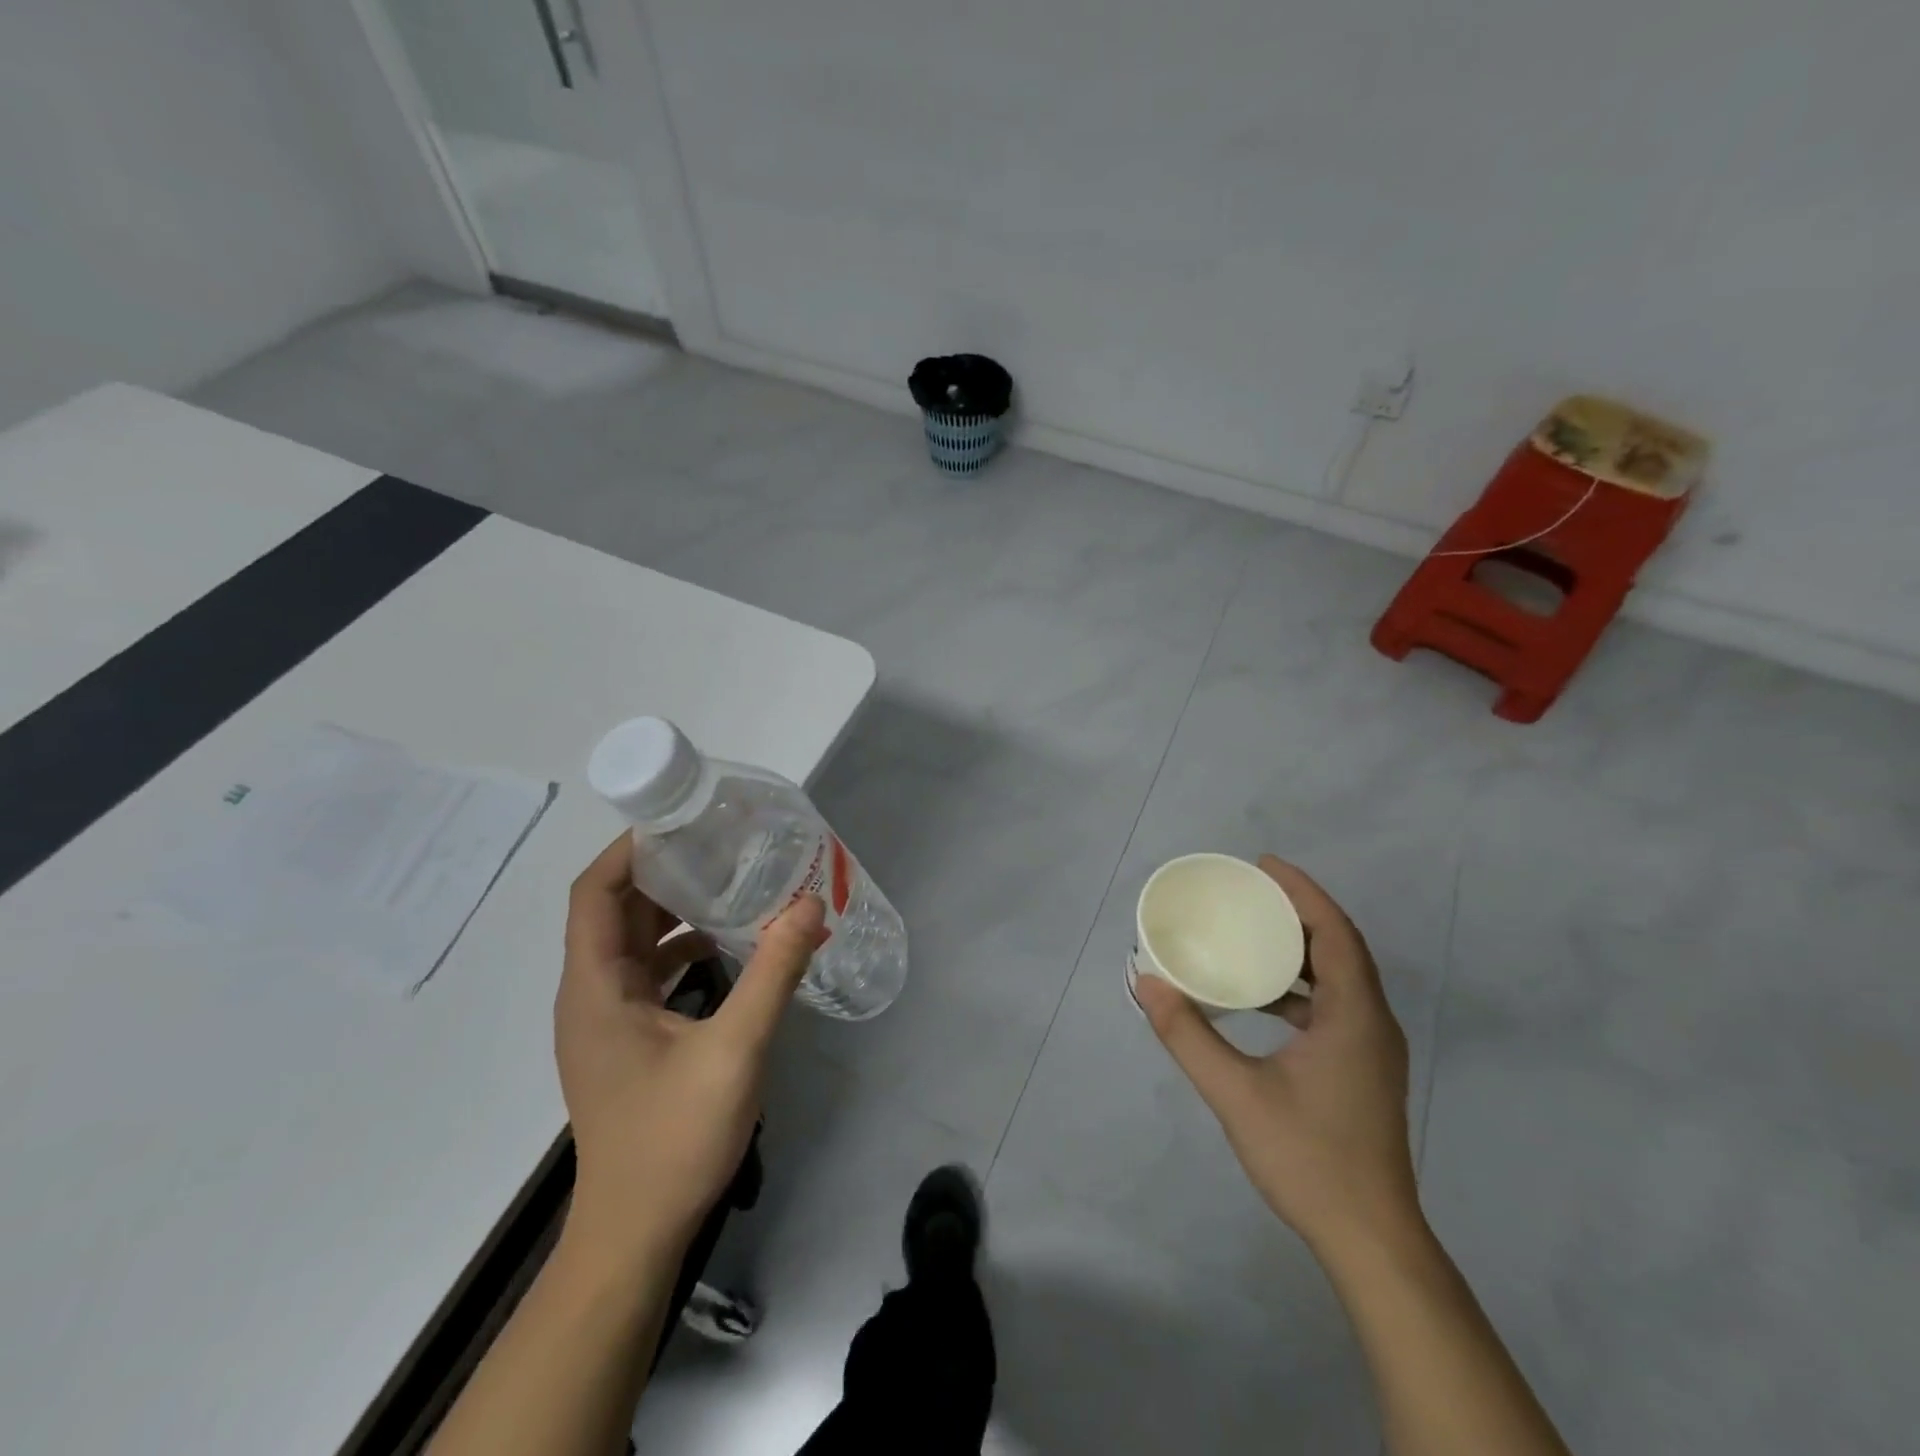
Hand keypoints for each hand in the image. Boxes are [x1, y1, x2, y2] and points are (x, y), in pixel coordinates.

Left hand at [554, 833, 823, 1268]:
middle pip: (614, 911)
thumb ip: (773, 972)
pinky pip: (647, 973)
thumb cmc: (673, 1140)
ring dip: (674, 910)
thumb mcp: (735, 1050)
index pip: (593, 894)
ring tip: (729, 882)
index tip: (681, 822)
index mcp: (595, 987)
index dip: (628, 850)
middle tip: (719, 843)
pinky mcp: (625, 1040)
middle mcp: (589, 995)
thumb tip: (809, 905)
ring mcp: (605, 1020)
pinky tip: (728, 947)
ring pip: (632, 943)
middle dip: (661, 872)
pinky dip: (681, 949)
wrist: (634, 1235)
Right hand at [1134, 855, 1419, 1257]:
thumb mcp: (1236, 1094)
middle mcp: (1373, 1023)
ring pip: (1341, 978)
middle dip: (1298, 913)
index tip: (1263, 865)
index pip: (1335, 932)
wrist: (1371, 1240)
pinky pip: (1337, 1006)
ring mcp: (1373, 1049)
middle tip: (1250, 893)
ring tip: (1253, 934)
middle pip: (1341, 947)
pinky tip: (1264, 999)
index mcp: (1355, 1016)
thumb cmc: (1308, 1158)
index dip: (1302, 892)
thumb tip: (1146, 984)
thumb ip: (1188, 1036)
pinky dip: (1302, 987)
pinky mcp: (1364, 1070)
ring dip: (1301, 950)